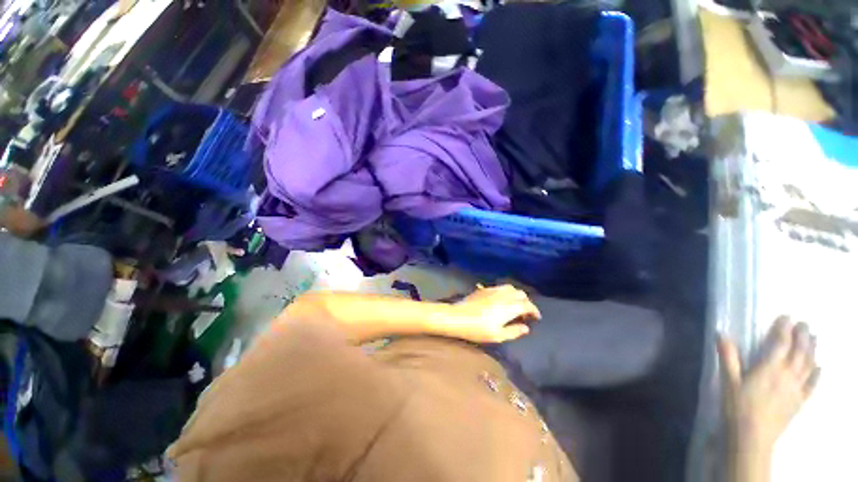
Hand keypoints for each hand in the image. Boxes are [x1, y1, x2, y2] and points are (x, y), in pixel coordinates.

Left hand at [446, 285, 540, 343]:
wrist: (457, 317)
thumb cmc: (477, 329)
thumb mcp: (497, 336)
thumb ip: (514, 331)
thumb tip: (526, 328)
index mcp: (509, 307)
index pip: (527, 305)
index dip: (534, 311)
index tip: (536, 317)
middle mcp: (503, 295)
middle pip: (520, 294)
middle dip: (526, 302)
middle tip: (524, 313)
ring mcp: (493, 290)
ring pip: (510, 288)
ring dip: (516, 295)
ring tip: (514, 305)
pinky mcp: (484, 289)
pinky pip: (499, 287)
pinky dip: (505, 292)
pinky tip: (501, 300)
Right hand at [718, 316, 819, 450]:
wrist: (753, 437)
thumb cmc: (738, 406)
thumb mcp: (728, 381)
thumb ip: (727, 357)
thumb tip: (721, 333)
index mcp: (770, 368)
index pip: (781, 343)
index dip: (784, 329)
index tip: (786, 317)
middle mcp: (787, 375)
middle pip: (800, 352)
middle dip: (803, 336)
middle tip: (804, 324)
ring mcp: (796, 389)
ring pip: (809, 365)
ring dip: (812, 350)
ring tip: (814, 338)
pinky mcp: (799, 401)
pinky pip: (812, 385)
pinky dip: (817, 374)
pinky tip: (820, 367)